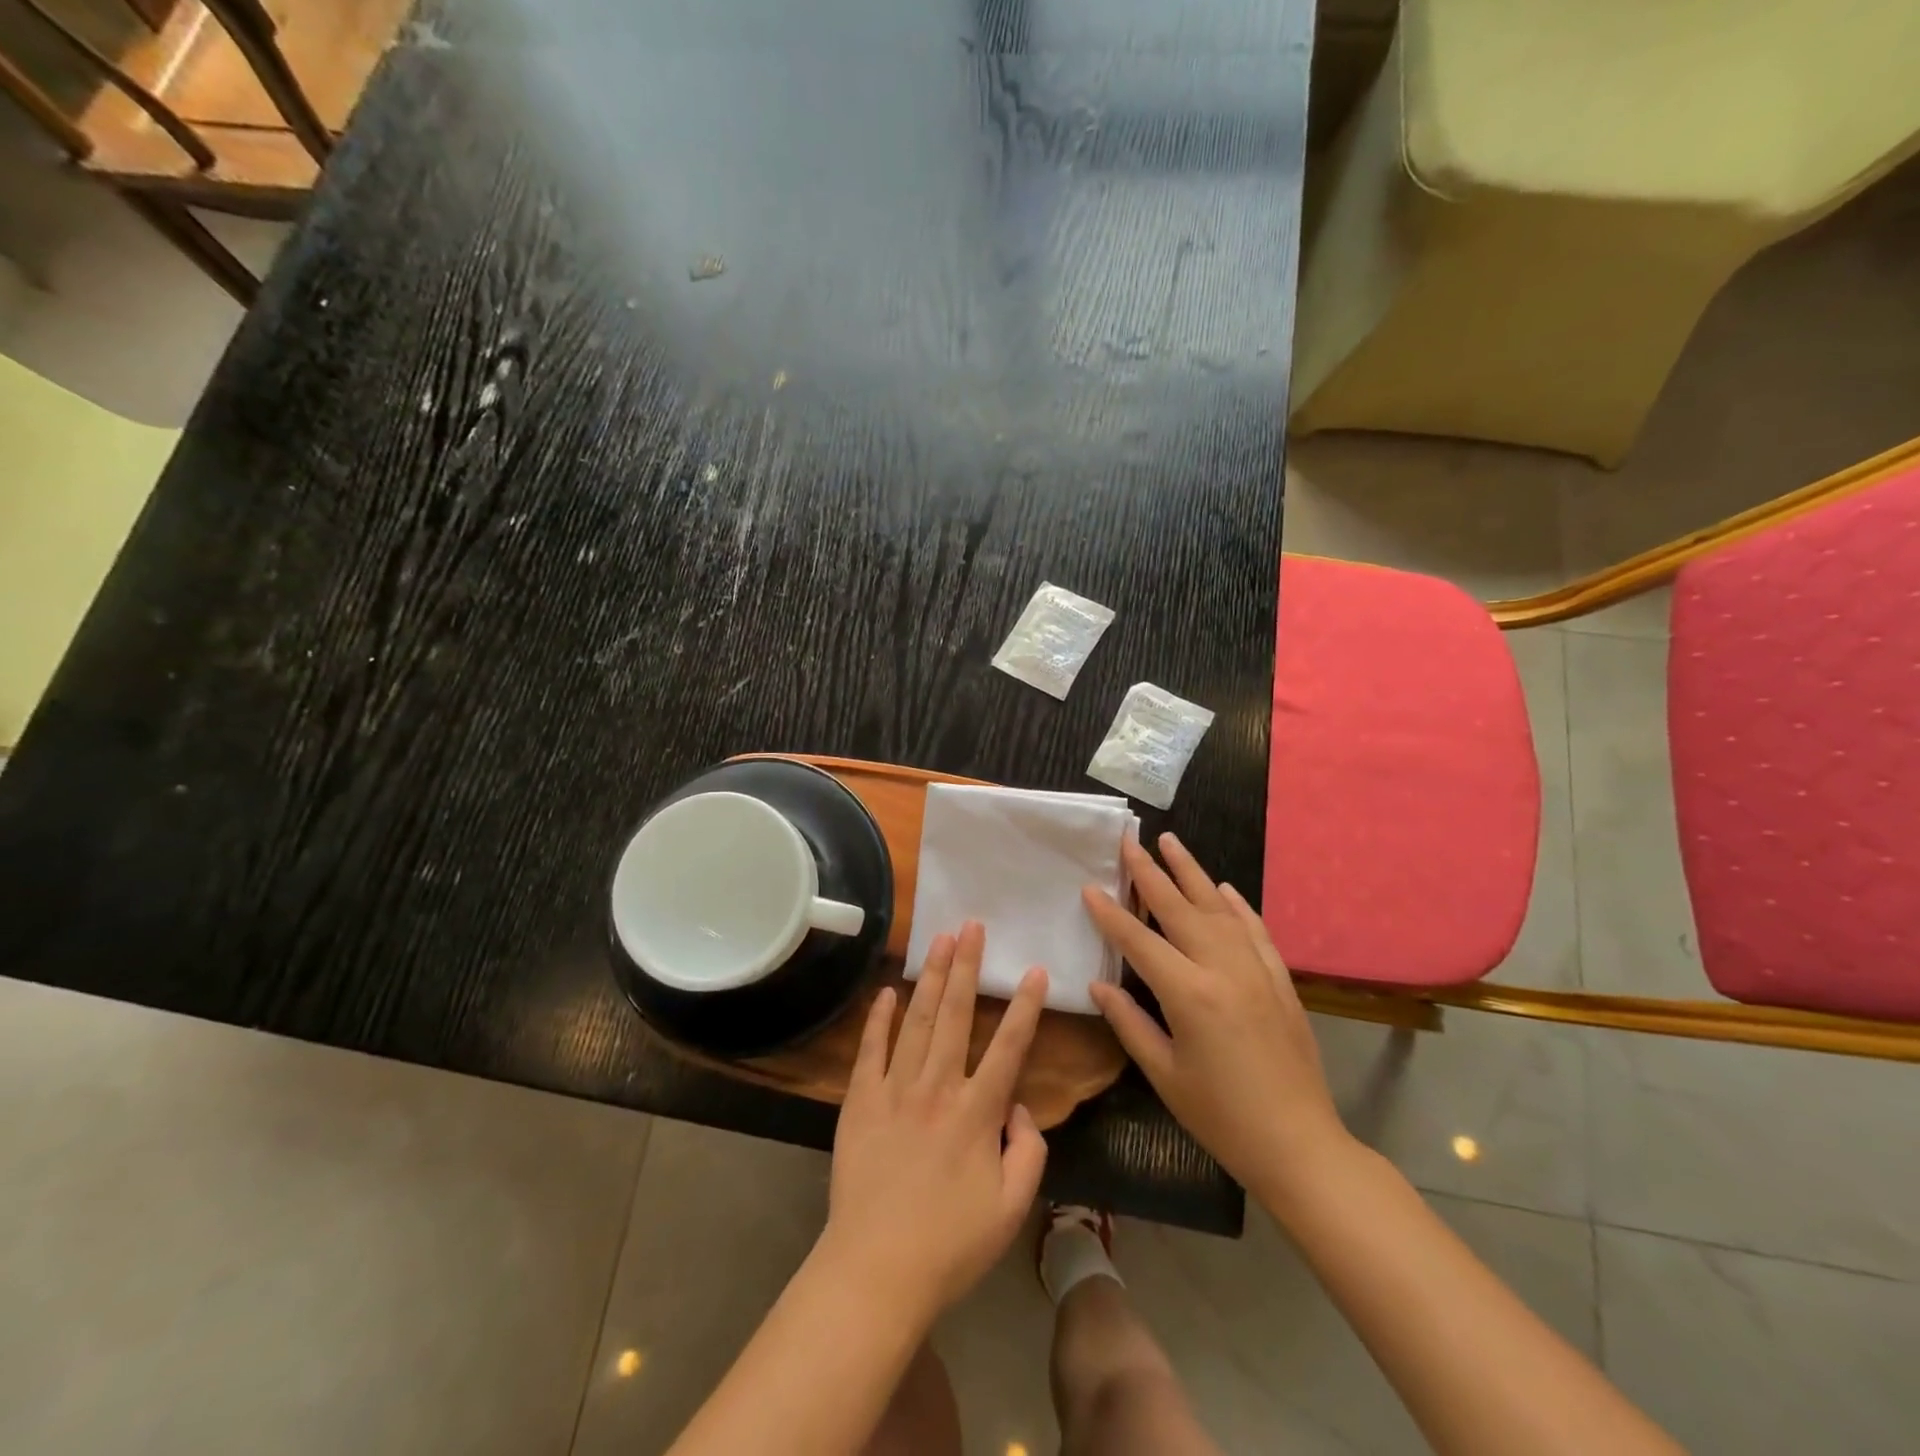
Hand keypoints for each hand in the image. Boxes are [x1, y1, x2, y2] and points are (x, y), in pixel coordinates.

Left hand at [820, 923, 1048, 1324]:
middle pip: (956, 1015)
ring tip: (939, 941)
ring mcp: (894, 1090)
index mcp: (977, 1112)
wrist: (875, 1271)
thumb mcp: (1012, 1208)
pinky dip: (878, 1018)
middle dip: (967, 966)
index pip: (1009, 1047)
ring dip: (931, 978)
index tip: (1035, 970)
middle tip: (972, 926)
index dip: (1026, 1007)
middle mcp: (937, 1088)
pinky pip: (870, 1050)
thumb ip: (1029, 1151)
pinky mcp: (860, 1101)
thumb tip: (1019, 1106)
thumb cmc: (950, 1245)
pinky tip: (886, 991)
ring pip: (917, 1021)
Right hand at [1082, 834, 1351, 1198]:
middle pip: (1179, 908)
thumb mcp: (1164, 1075)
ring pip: (1219, 909)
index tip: (1089, 886)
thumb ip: (1129, 1023)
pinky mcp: (1280, 981)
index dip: (1110, 913)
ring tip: (1171, 842)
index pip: (1139, 940)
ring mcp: (1257, 971)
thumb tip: (1099, 984)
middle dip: (1149, 872)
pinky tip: (1224, 889)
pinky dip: (1238, 906)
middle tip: (1129, 840)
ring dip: (1192, 873)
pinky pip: (1255, 931)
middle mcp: (1223, 969)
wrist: (1300, 1146)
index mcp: (1189, 994)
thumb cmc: (1221, 1118)